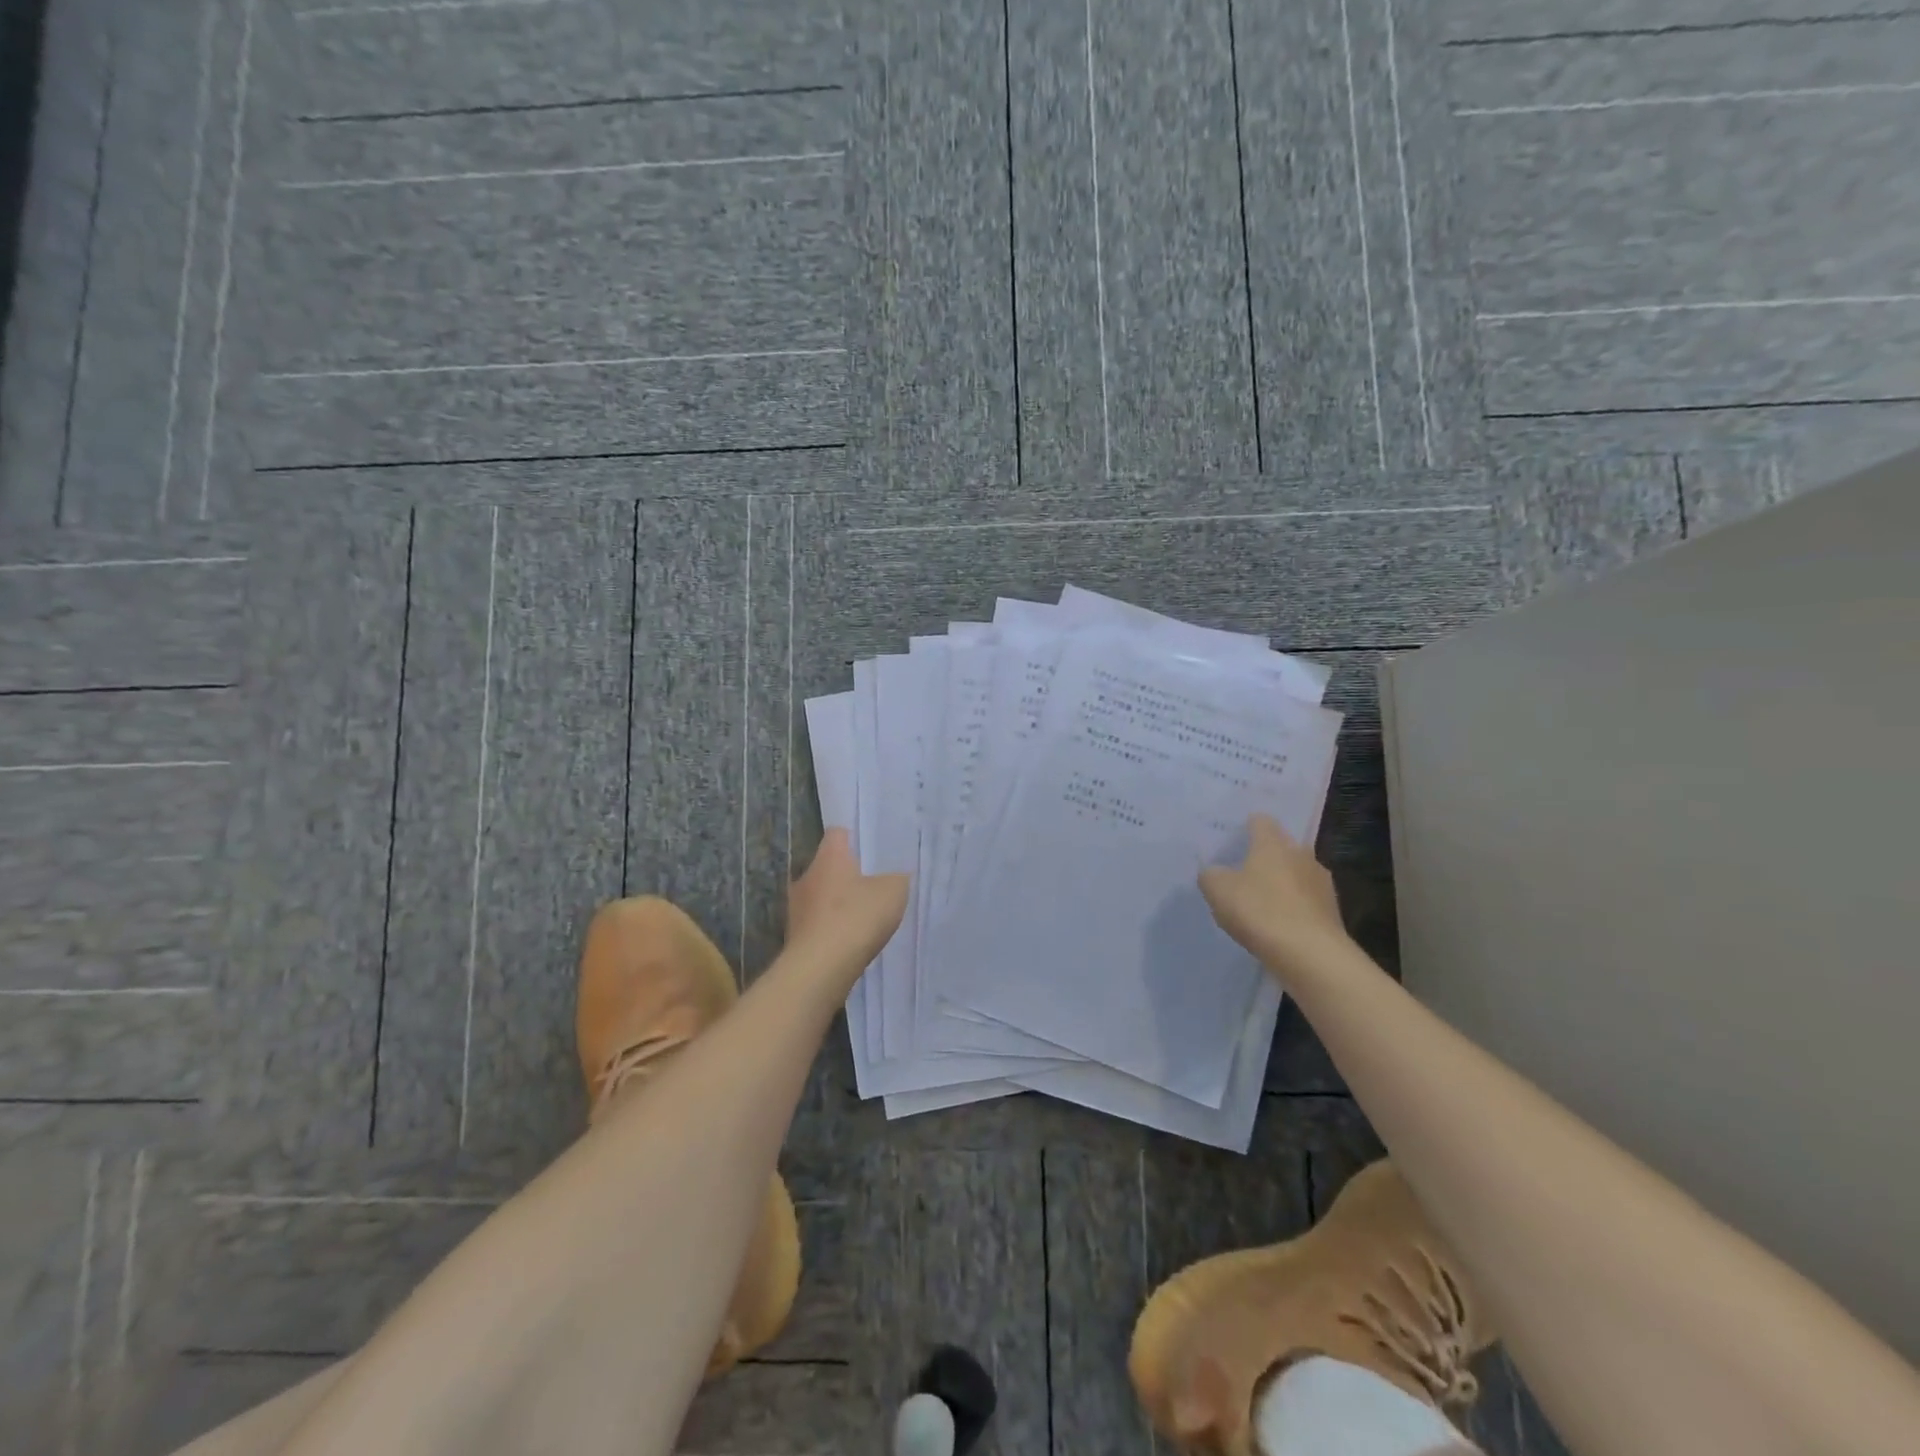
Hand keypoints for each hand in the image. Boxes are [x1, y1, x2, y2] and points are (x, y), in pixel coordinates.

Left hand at [786, 828, 908, 977]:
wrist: (819, 969)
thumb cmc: (856, 918)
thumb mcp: (893, 892)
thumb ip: (897, 879)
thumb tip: (896, 877)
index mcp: (829, 857)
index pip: (837, 834)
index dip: (853, 838)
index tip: (869, 849)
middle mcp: (806, 876)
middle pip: (827, 866)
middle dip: (846, 875)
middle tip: (871, 884)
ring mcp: (796, 908)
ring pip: (819, 896)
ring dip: (836, 904)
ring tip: (862, 917)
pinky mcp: (794, 936)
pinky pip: (817, 923)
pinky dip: (831, 928)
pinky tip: (849, 941)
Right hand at [1199, 814, 1352, 981]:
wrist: (1311, 955)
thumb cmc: (1260, 910)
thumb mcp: (1217, 890)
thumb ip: (1211, 875)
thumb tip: (1215, 873)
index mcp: (1273, 843)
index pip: (1261, 820)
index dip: (1246, 827)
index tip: (1233, 840)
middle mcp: (1301, 854)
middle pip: (1280, 847)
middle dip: (1264, 858)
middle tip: (1242, 874)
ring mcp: (1321, 883)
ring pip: (1295, 874)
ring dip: (1281, 884)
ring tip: (1260, 904)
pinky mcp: (1332, 911)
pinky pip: (1306, 901)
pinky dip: (1293, 908)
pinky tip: (1278, 926)